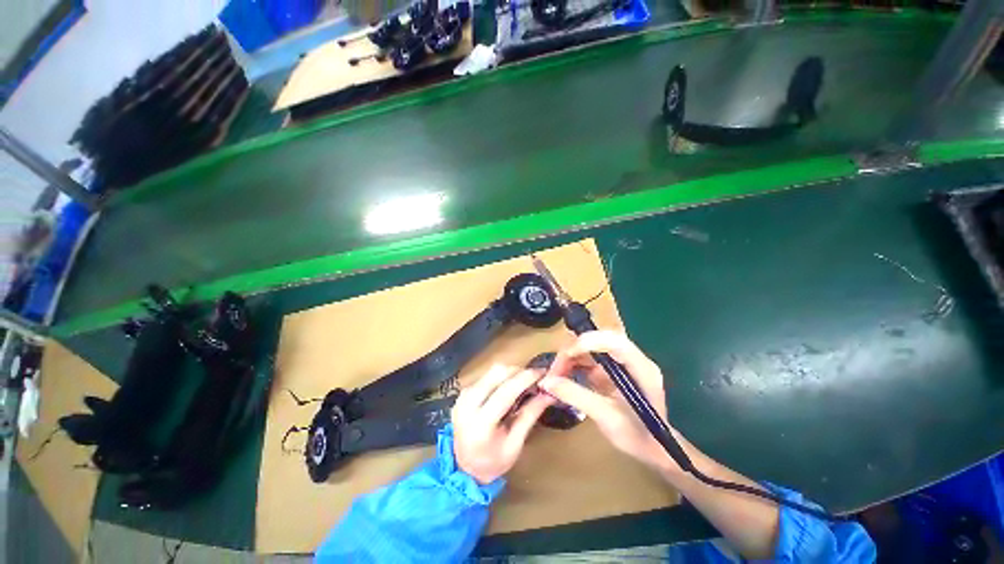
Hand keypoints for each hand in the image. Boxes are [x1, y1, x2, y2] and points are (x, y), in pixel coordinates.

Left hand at [451, 365, 553, 483]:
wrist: (464, 468)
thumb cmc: (493, 461)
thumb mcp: (515, 444)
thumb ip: (530, 416)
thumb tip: (548, 394)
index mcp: (481, 424)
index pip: (505, 392)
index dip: (524, 379)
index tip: (541, 373)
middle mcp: (468, 405)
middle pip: (496, 373)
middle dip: (519, 371)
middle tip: (534, 378)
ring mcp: (463, 397)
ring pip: (491, 371)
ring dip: (511, 372)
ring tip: (524, 383)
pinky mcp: (463, 392)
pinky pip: (486, 376)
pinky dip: (501, 377)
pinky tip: (510, 387)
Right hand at [539, 330, 677, 473]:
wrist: (653, 449)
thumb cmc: (637, 436)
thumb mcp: (606, 418)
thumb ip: (576, 396)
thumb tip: (546, 382)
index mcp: (640, 367)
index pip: (614, 341)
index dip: (588, 342)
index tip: (566, 356)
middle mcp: (631, 358)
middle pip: (597, 341)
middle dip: (572, 351)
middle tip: (554, 371)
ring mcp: (620, 362)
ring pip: (589, 347)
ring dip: (569, 358)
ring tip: (554, 376)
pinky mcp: (611, 368)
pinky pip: (587, 358)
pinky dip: (572, 365)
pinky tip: (562, 377)